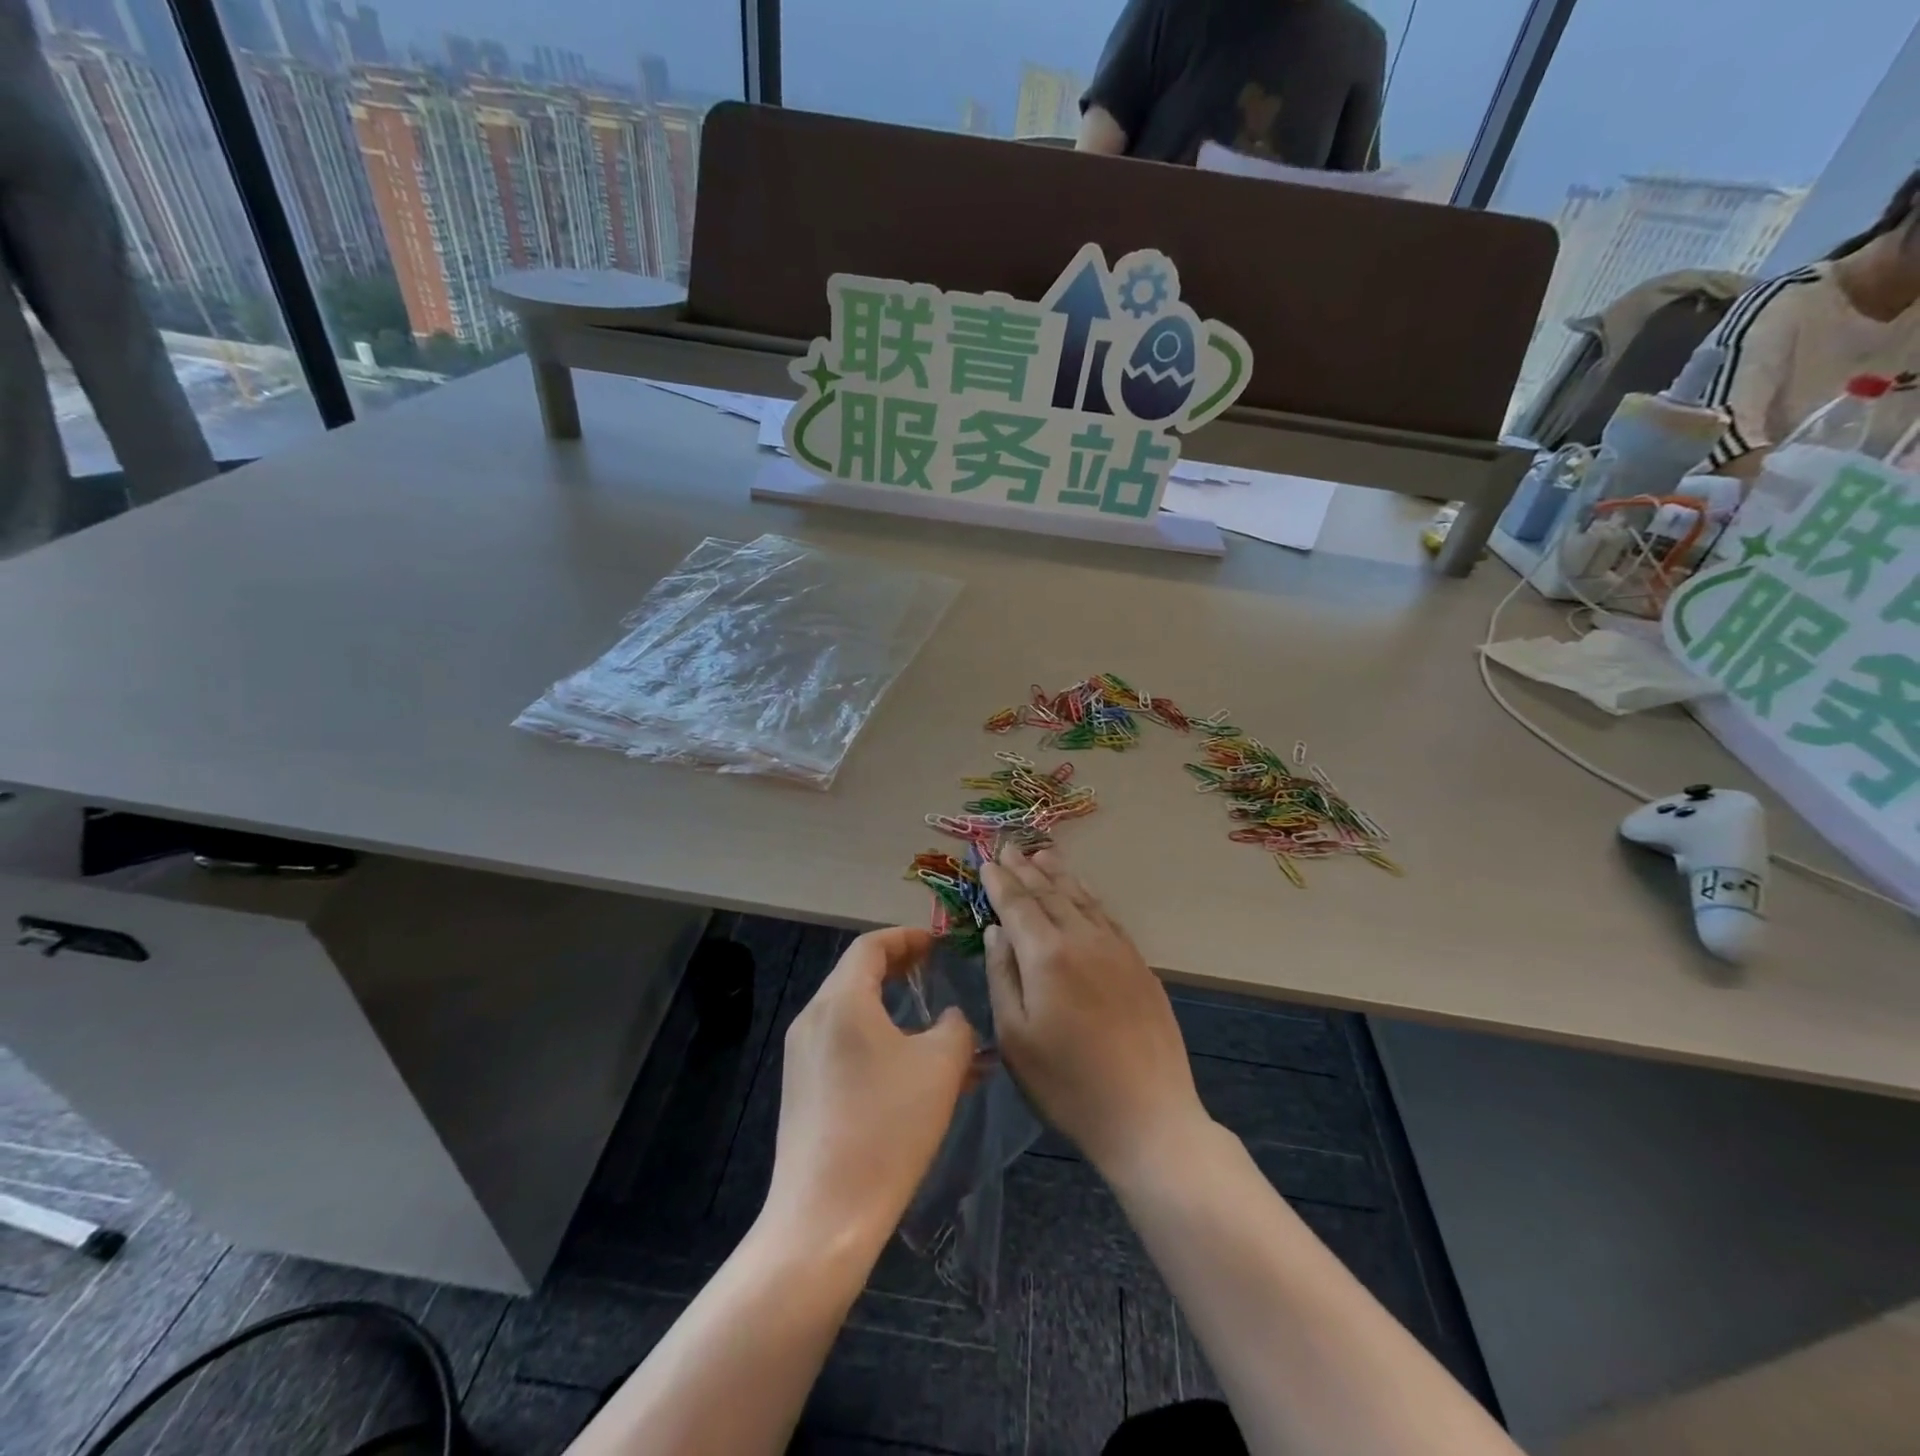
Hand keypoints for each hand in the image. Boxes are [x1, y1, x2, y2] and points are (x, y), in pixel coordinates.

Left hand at [765, 927, 975, 1253]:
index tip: (939, 943)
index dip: (907, 937)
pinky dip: (877, 1039)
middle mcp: (813, 1018)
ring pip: (852, 1013)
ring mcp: (802, 1056)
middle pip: (856, 974)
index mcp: (841, 1001)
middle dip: (899, 968)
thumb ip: (955, 1026)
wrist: (825, 1217)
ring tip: (932, 1024)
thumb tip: (949, 1019)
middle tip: (935, 971)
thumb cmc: (887, 1127)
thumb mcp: (941, 1067)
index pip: (871, 946)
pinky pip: (843, 1045)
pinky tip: (911, 1070)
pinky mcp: (802, 1090)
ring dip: (891, 1008)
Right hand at [981, 846, 1209, 1181]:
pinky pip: (1107, 916)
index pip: (1018, 904)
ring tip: (1042, 855)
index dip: (1000, 882)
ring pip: (1082, 898)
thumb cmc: (1067, 1084)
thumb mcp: (1015, 1037)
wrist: (1148, 1116)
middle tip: (1009, 847)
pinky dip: (1088, 896)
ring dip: (1059, 875)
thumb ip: (1002, 976)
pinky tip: (1083, 893)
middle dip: (1026, 869)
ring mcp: (1117, 949)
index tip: (986, 861)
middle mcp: (1083, 939)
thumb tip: (996, 931)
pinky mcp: (1139, 965)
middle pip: (1050, 893)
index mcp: (1047, 955)